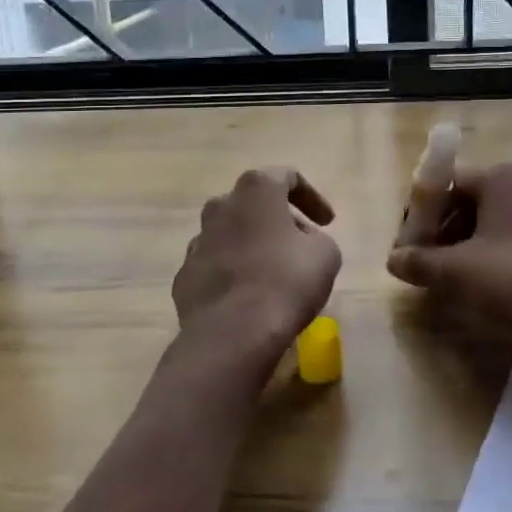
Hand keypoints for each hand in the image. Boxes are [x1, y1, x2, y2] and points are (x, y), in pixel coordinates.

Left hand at [172, 167, 341, 372]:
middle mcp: (221, 206)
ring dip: (253, 245)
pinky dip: (233, 273)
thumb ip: (316, 237)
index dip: (311, 197)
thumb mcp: (326, 254)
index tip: (327, 222)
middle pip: (253, 203)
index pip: (287, 177)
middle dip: (278, 219)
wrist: (232, 335)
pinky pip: (215, 265)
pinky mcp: (185, 275)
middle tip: (300, 244)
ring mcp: (197, 241)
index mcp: (256, 190)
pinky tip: (248, 297)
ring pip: (230, 233)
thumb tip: (300, 241)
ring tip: (273, 273)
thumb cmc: (286, 282)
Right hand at [387, 163, 511, 369]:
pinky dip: (492, 255)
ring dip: (464, 247)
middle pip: (468, 203)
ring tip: (448, 280)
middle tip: (425, 265)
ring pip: (491, 223)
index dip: (419, 217)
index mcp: (502, 178)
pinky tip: (483, 286)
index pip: (444, 186)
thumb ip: (419, 262)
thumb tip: (394, 260)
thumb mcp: (457, 273)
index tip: (408, 248)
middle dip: (441, 233)